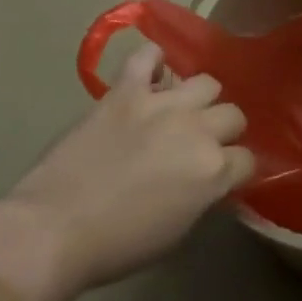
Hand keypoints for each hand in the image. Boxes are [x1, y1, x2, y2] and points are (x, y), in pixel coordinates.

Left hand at [0, 44, 251, 300]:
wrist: (54, 229)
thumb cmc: (118, 244)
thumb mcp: (178, 230)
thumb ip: (203, 194)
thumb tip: (210, 178)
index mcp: (213, 169)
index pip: (247, 159)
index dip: (235, 169)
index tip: (222, 176)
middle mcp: (197, 129)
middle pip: (233, 115)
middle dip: (223, 131)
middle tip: (199, 145)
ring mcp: (162, 103)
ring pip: (206, 82)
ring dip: (198, 99)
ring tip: (180, 112)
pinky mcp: (126, 90)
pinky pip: (148, 56)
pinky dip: (153, 61)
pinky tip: (152, 75)